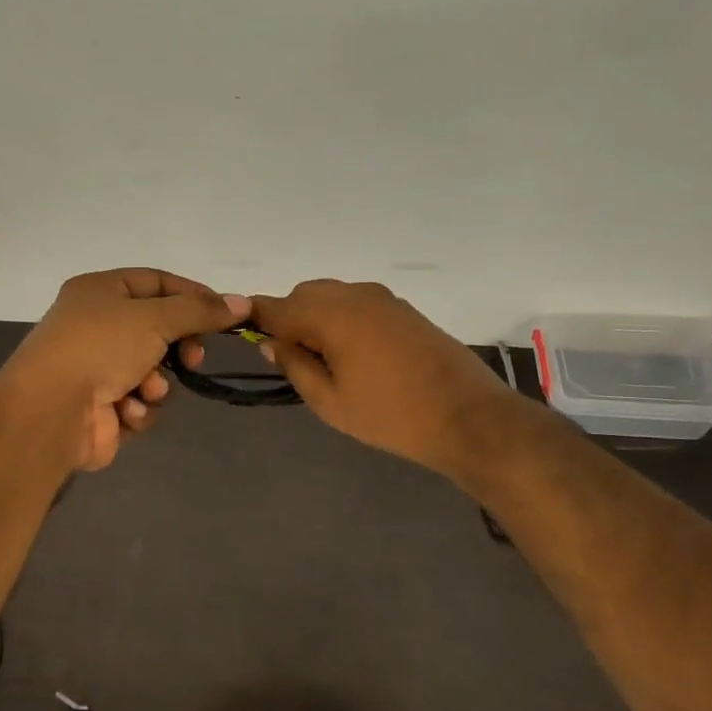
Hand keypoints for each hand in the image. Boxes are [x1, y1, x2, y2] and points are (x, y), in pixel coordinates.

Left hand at [4, 269, 250, 471]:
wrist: (50, 411)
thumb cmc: (100, 347)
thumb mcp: (155, 317)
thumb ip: (200, 311)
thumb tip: (242, 303)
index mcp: (100, 291)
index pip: (157, 282)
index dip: (193, 295)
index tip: (226, 313)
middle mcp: (96, 325)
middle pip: (158, 329)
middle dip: (179, 346)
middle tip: (192, 358)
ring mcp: (96, 368)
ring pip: (152, 370)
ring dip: (157, 382)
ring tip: (146, 389)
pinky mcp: (100, 408)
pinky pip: (138, 402)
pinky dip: (138, 407)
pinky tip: (126, 411)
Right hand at [251, 280, 520, 478]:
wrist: (468, 416)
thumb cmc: (391, 416)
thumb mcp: (330, 402)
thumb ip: (295, 366)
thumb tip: (271, 343)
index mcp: (331, 315)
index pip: (276, 307)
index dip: (254, 318)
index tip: (243, 334)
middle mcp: (354, 295)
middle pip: (303, 295)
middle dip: (289, 319)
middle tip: (295, 361)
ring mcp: (382, 298)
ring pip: (331, 296)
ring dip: (317, 318)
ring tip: (327, 361)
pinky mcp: (402, 308)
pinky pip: (356, 302)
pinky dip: (342, 318)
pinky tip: (355, 353)